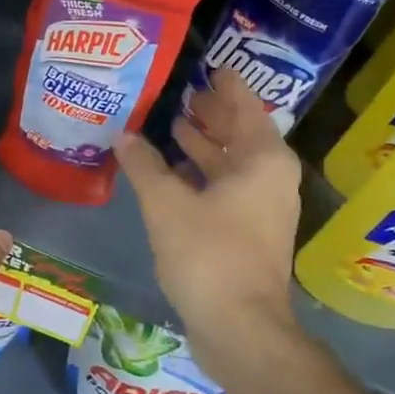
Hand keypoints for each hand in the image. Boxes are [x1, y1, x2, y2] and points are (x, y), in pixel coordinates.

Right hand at [113, 69, 300, 370]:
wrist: (240, 327)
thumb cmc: (208, 255)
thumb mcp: (167, 204)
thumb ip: (144, 165)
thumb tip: (123, 135)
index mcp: (263, 160)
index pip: (246, 105)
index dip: (226, 85)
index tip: (207, 66)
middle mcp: (271, 178)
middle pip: (242, 133)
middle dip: (212, 114)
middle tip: (181, 93)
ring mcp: (263, 207)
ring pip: (234, 163)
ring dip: (206, 145)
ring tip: (173, 125)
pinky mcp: (250, 232)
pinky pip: (228, 188)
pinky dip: (204, 175)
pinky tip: (174, 172)